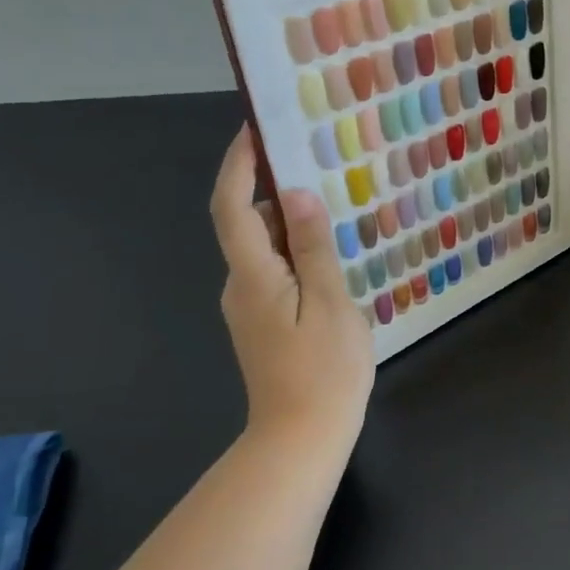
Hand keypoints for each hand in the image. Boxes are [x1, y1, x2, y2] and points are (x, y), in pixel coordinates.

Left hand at [210, 126, 374, 443]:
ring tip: (337, 211)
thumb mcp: (330, 301)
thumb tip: (295, 194)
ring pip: (266, 251)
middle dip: (276, 192)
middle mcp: (241, 286)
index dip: (239, 165)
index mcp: (252, 275)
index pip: (232, 207)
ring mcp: (250, 308)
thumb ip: (313, 246)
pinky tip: (334, 259)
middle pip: (249, 225)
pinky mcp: (265, 324)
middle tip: (320, 167)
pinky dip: (299, 255)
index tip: (256, 129)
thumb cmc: (323, 370)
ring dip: (293, 226)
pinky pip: (277, 274)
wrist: (300, 440)